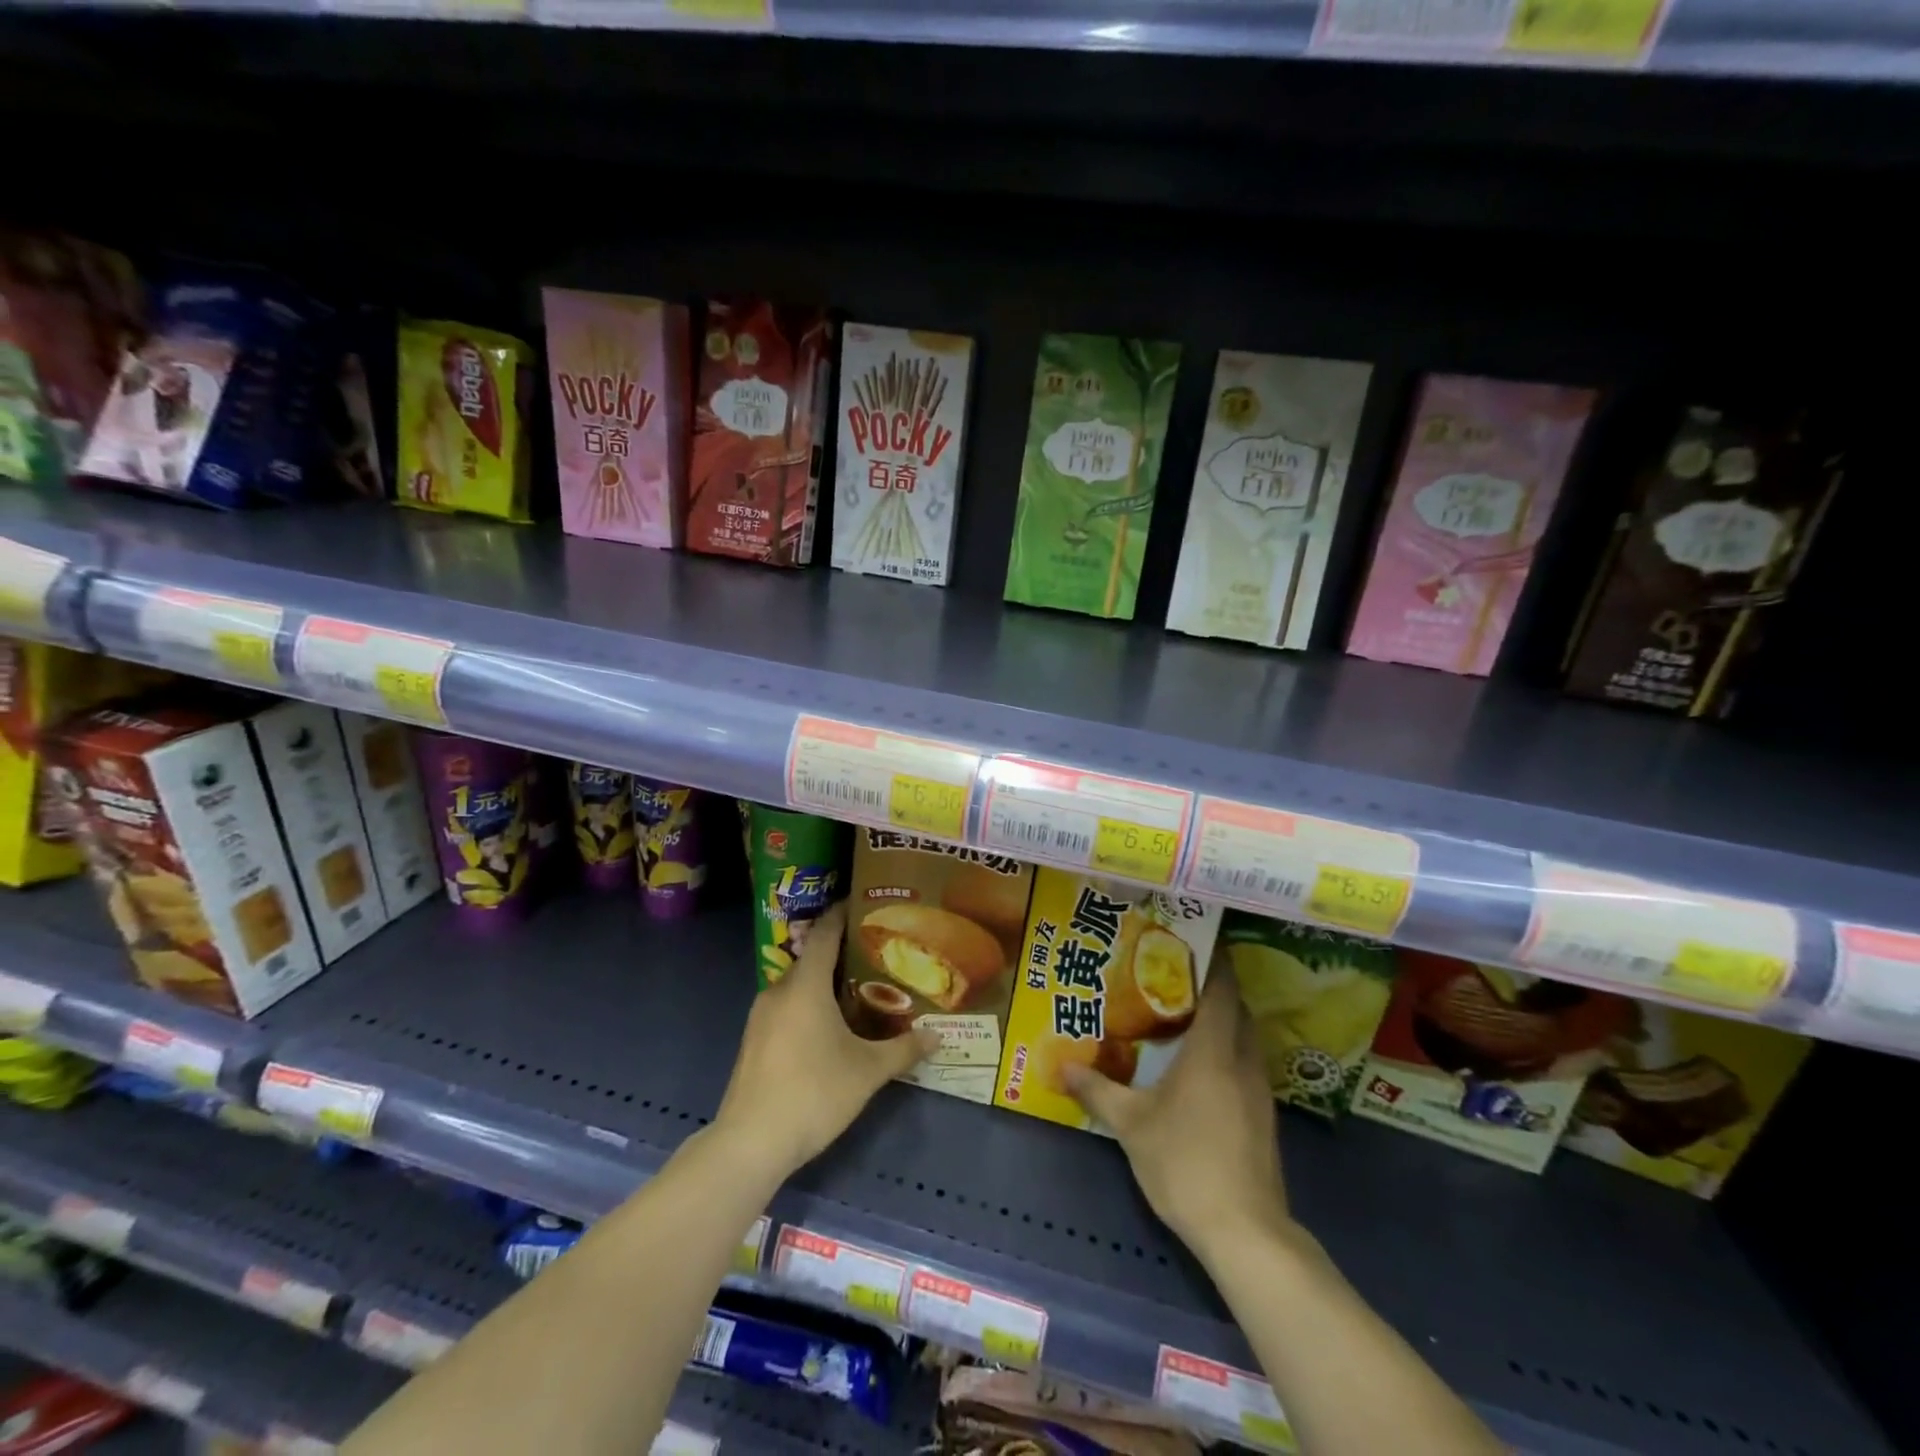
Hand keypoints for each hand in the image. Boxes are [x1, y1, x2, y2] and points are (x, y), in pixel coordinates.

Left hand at [715, 903, 936, 1175]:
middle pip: (812, 959)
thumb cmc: (813, 1093)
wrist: (750, 1143)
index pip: (825, 933)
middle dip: (842, 954)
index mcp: (805, 985)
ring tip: (859, 992)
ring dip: (825, 984)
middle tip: (877, 957)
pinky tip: (829, 1028)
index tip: (865, 903)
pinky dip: (808, 1006)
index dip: (844, 913)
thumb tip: (937, 1036)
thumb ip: (904, 1050)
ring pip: (798, 986)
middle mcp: (779, 990)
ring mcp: (760, 1016)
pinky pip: (786, 1007)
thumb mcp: (867, 1072)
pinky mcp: (753, 1041)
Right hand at [1062, 955, 1292, 1262]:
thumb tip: (1062, 1066)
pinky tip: (1200, 1070)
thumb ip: (1098, 1090)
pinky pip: (1246, 1066)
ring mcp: (1259, 1091)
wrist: (1245, 1232)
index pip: (1223, 989)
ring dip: (1223, 1022)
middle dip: (1215, 989)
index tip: (1195, 941)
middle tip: (1176, 979)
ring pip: (1246, 1039)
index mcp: (1213, 1050)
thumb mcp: (1131, 1125)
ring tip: (1185, 1018)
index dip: (1214, 961)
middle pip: (1238, 1010)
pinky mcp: (1264, 1119)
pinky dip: (1228, 1053)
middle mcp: (1243, 1061)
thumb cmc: (1185, 1162)